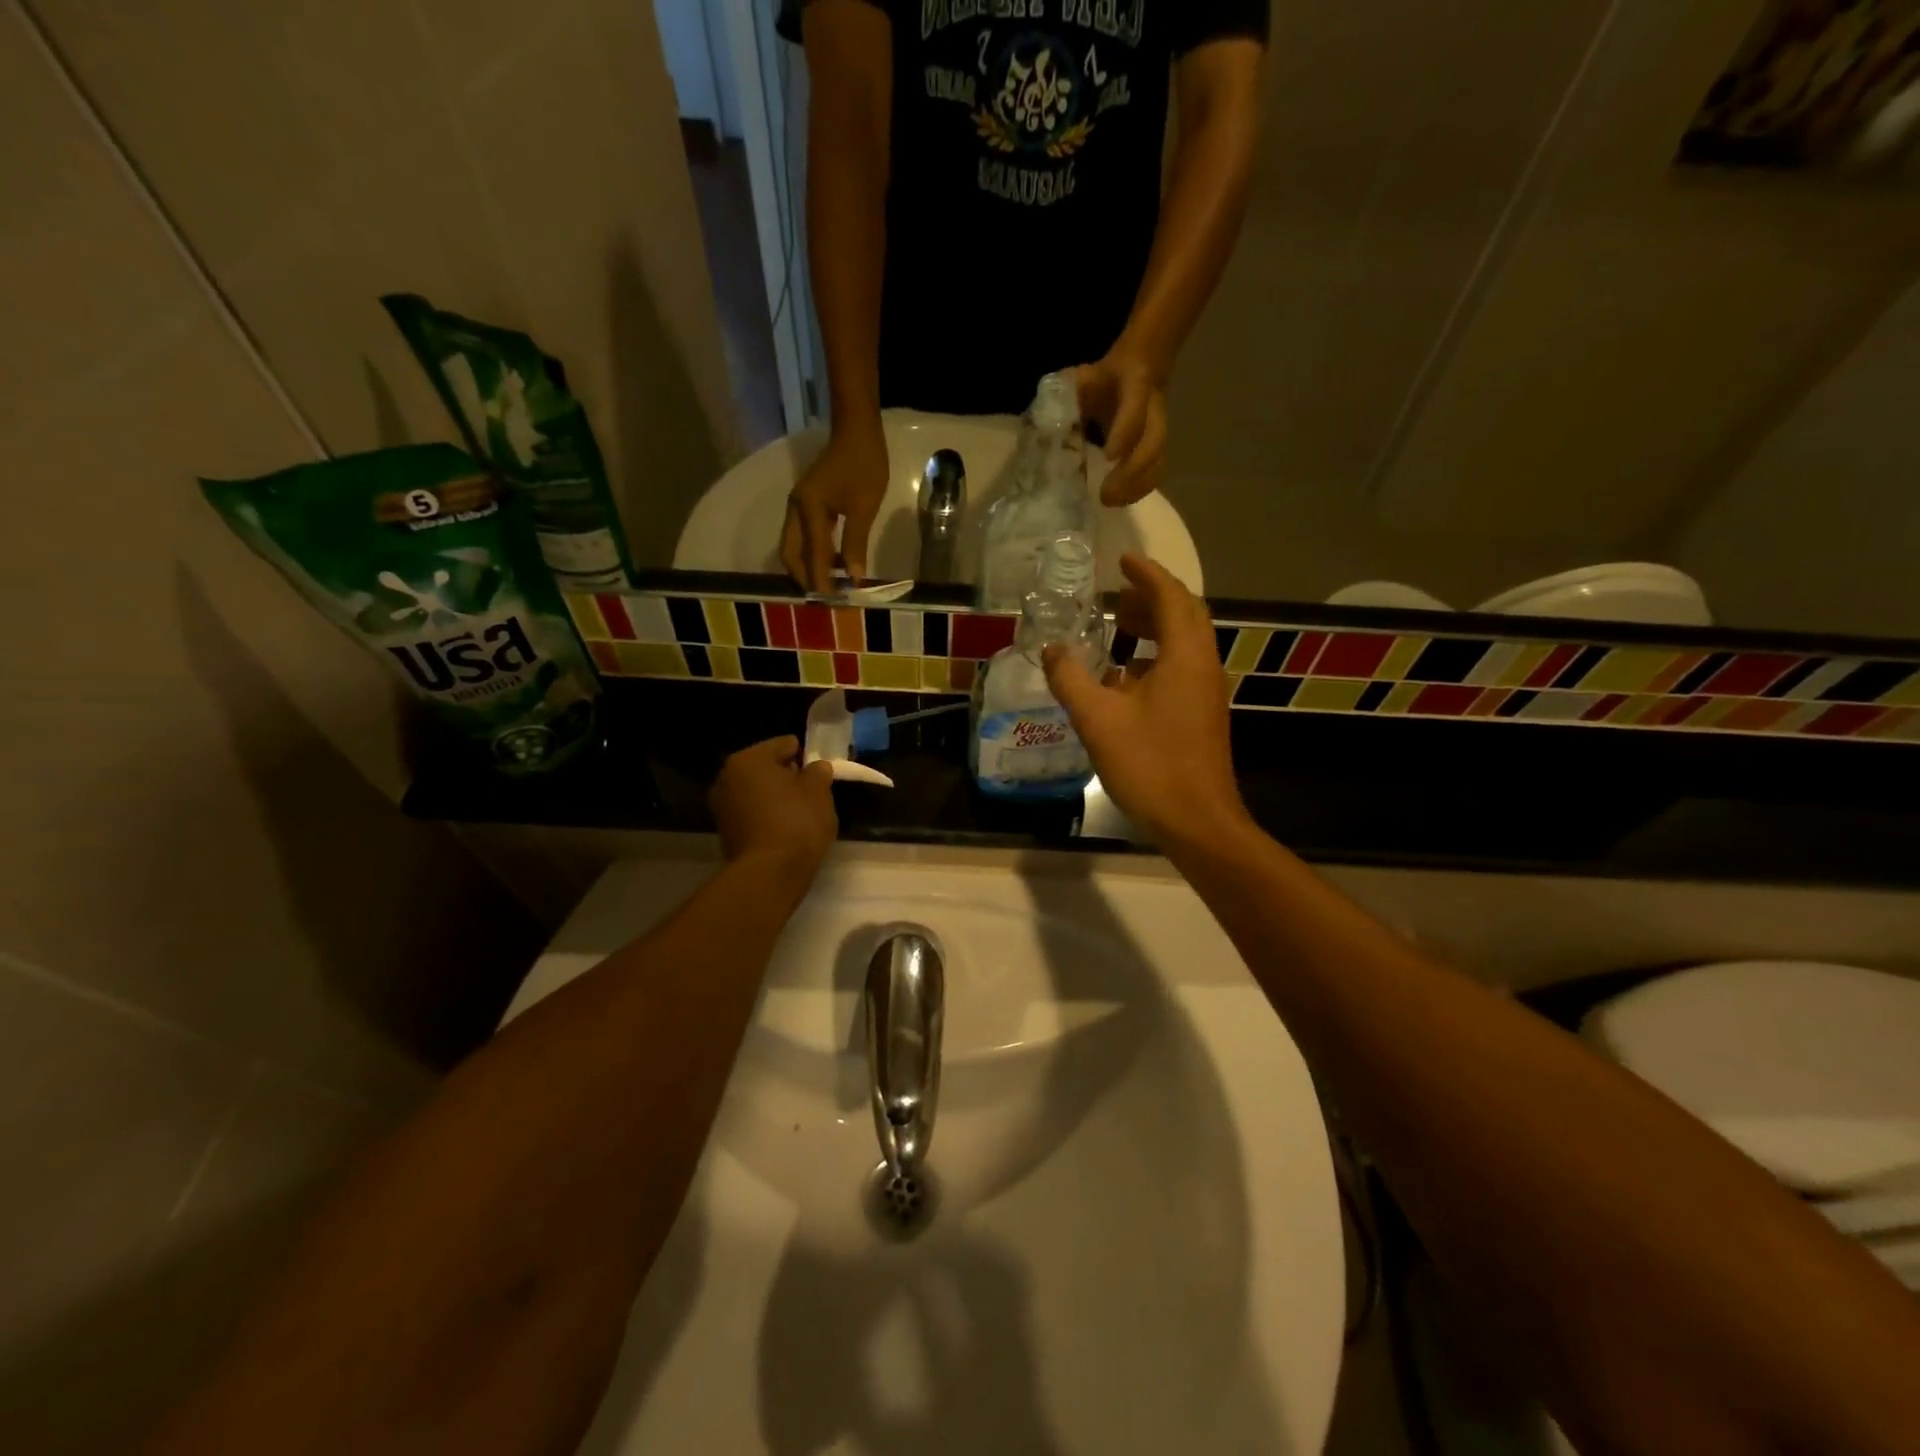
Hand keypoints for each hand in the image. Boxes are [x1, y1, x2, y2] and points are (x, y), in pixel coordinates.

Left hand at [710, 737, 838, 886]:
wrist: (769, 873)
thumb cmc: (796, 822)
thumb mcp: (819, 791)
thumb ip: (818, 772)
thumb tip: (815, 767)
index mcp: (748, 759)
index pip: (783, 744)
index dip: (805, 755)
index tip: (820, 772)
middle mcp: (727, 777)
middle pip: (766, 768)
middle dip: (787, 777)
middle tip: (812, 792)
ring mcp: (722, 806)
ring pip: (758, 791)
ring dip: (776, 797)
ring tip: (801, 813)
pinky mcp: (725, 832)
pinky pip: (752, 813)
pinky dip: (767, 816)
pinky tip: (786, 829)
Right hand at [781, 425, 889, 592]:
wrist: (857, 430)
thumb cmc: (864, 464)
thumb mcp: (864, 506)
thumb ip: (856, 543)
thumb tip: (853, 578)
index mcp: (808, 509)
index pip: (812, 555)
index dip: (821, 581)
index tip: (833, 603)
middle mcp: (796, 509)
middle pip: (791, 554)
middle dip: (805, 578)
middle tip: (827, 598)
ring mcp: (799, 506)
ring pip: (795, 547)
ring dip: (810, 567)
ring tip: (833, 584)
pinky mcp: (807, 505)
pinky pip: (805, 537)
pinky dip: (815, 554)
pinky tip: (835, 563)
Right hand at [1041, 554, 1248, 846]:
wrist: (1197, 821)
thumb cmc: (1150, 765)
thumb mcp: (1098, 720)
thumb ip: (1071, 679)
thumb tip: (1051, 649)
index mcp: (1185, 656)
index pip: (1171, 597)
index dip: (1147, 574)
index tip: (1122, 560)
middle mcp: (1203, 665)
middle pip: (1184, 615)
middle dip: (1152, 597)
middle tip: (1117, 593)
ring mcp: (1206, 691)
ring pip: (1184, 642)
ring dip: (1154, 627)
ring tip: (1118, 626)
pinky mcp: (1202, 714)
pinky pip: (1181, 668)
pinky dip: (1155, 657)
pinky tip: (1124, 677)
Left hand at [1074, 352, 1167, 506]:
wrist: (1137, 369)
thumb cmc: (1101, 380)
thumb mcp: (1081, 379)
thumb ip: (1062, 396)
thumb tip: (1038, 423)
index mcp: (1135, 385)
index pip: (1135, 409)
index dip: (1124, 433)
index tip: (1109, 457)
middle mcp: (1153, 410)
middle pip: (1153, 443)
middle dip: (1131, 472)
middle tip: (1105, 495)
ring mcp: (1159, 429)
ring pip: (1157, 461)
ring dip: (1136, 486)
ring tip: (1111, 502)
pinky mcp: (1158, 447)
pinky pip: (1156, 471)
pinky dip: (1139, 489)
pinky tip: (1120, 501)